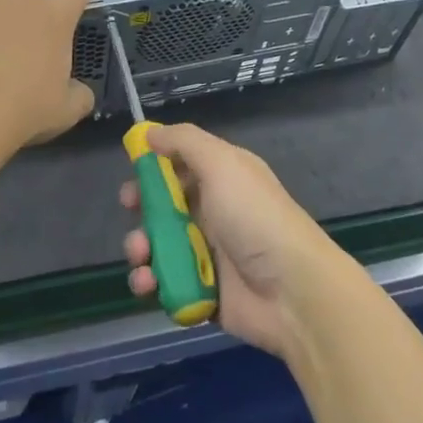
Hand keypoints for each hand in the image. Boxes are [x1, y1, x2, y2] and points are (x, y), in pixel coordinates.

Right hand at [121, 123, 341, 357]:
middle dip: (141, 207)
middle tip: (130, 212)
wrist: (292, 291)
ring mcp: (207, 252)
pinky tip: (148, 282)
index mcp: (222, 176)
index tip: (133, 170)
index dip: (154, 165)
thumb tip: (150, 131)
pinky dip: (150, 281)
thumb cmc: (254, 217)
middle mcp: (213, 210)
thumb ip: (184, 141)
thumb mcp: (222, 163)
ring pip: (158, 244)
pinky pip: (164, 282)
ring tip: (141, 255)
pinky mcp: (201, 291)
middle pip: (163, 204)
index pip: (180, 163)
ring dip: (140, 247)